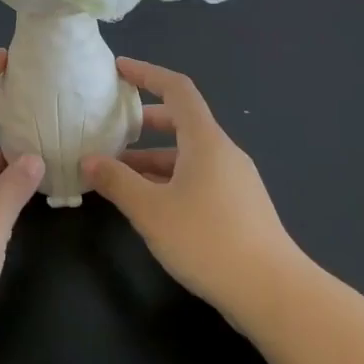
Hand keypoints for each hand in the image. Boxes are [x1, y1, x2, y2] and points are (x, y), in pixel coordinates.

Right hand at [82, 57, 298, 327]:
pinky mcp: (239, 208)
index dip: (147, 74)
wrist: (274, 294)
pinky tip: (149, 204)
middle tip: (110, 128)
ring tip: (117, 174)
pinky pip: (198, 178)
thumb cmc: (208, 240)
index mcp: (206, 141)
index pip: (177, 89)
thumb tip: (90, 160)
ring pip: (187, 155)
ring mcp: (235, 181)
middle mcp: (223, 152)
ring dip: (152, 158)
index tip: (118, 70)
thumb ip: (117, 182)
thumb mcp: (151, 211)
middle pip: (181, 122)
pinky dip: (169, 180)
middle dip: (143, 122)